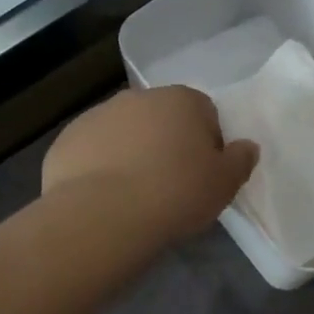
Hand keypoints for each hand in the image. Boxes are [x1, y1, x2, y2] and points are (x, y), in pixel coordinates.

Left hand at [43, 85, 257, 240]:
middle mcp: (137, 98)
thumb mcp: (224, 184)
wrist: (103, 215)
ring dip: (132, 153)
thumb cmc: (176, 194)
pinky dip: (99, 168)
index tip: (203, 175)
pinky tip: (104, 198)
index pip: (205, 113)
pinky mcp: (66, 140)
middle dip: (167, 144)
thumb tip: (247, 146)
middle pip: (161, 119)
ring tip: (134, 195)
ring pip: (124, 133)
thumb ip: (240, 161)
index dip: (208, 144)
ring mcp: (97, 116)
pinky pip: (92, 152)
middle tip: (171, 186)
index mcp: (181, 99)